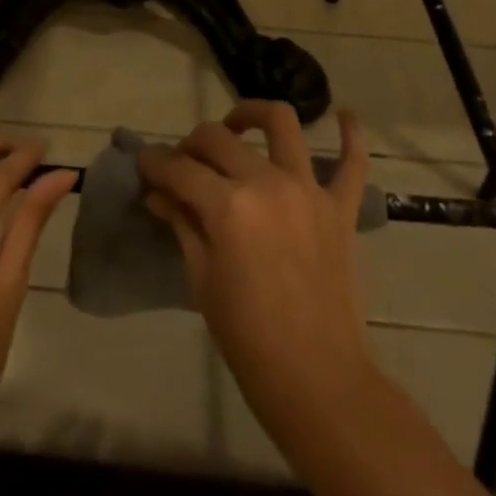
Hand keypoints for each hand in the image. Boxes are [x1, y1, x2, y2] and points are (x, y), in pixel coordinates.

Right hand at [138, 102, 375, 445]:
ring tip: (239, 124)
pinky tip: (345, 117)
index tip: (143, 163)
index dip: (155, 163)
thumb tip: (157, 193)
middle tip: (182, 163)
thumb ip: (182, 224)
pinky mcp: (340, 208)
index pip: (180, 169)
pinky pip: (353, 162)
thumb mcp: (202, 280)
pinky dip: (351, 136)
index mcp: (228, 206)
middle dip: (191, 144)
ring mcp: (308, 191)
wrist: (318, 383)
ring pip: (282, 124)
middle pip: (219, 138)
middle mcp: (267, 183)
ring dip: (254, 113)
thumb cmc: (248, 338)